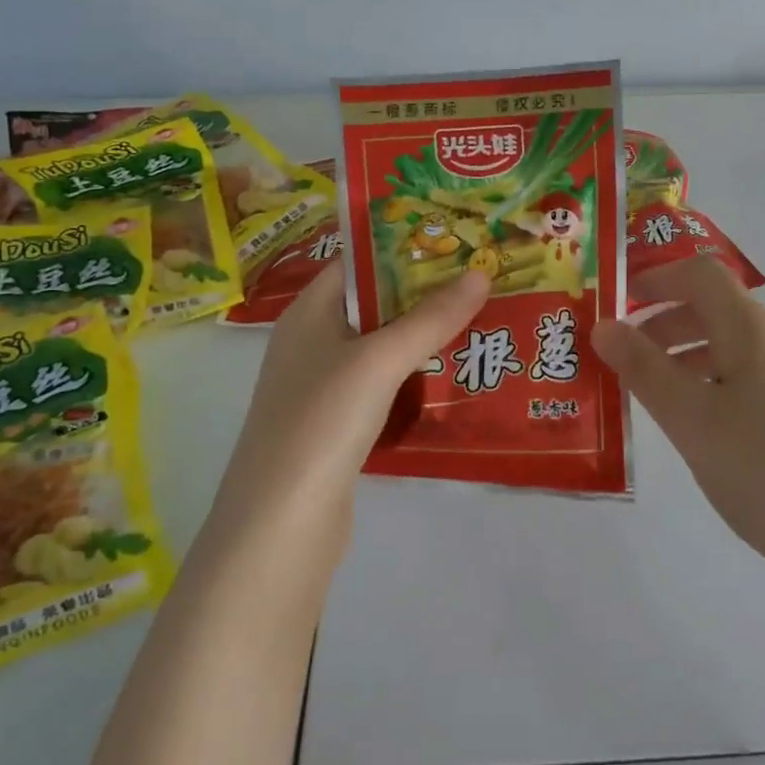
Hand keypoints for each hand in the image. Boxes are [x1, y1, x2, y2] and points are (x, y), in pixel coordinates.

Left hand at [209, 261, 489, 562]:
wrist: (281, 524)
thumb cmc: (322, 422)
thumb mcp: (378, 361)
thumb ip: (429, 318)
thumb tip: (479, 274)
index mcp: (309, 313)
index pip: (357, 261)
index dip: (402, 246)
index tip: (456, 239)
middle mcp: (312, 343)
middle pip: (374, 304)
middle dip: (424, 293)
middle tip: (483, 280)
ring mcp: (324, 387)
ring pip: (382, 348)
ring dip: (424, 338)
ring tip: (482, 321)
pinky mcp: (339, 426)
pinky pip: (383, 387)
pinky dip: (414, 379)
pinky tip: (454, 379)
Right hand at [591, 257, 764, 596]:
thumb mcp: (691, 421)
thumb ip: (643, 370)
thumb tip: (604, 325)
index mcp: (755, 331)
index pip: (701, 275)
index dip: (657, 279)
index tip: (620, 303)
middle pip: (721, 312)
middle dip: (668, 327)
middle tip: (630, 364)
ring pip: (743, 351)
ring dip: (696, 361)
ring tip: (669, 405)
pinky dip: (728, 387)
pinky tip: (723, 436)